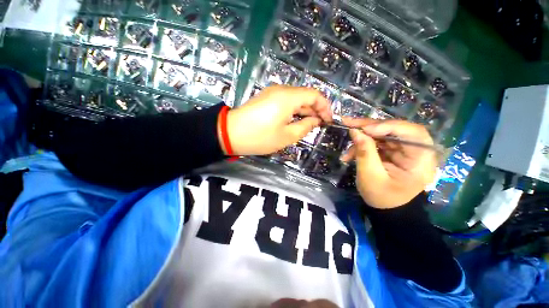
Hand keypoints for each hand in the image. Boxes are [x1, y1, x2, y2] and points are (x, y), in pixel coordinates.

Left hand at [222, 85, 331, 155]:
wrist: (230, 134)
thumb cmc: (260, 137)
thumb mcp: (287, 136)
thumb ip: (305, 126)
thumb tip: (315, 120)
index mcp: (288, 97)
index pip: (315, 95)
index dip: (325, 107)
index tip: (328, 120)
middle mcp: (281, 90)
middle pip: (305, 95)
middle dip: (315, 109)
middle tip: (319, 125)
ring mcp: (272, 93)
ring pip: (295, 99)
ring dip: (304, 110)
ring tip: (309, 125)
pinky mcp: (265, 98)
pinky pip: (285, 102)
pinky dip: (294, 110)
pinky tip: (295, 121)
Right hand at [342, 118, 436, 208]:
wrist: (386, 209)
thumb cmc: (382, 197)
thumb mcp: (370, 176)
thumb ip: (364, 153)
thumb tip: (355, 131)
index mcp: (421, 160)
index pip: (413, 133)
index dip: (389, 126)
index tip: (365, 129)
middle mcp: (416, 151)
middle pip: (395, 129)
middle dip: (370, 127)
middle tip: (348, 123)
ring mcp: (404, 150)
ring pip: (383, 134)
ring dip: (362, 137)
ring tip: (347, 144)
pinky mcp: (393, 151)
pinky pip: (377, 142)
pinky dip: (362, 145)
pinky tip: (349, 154)